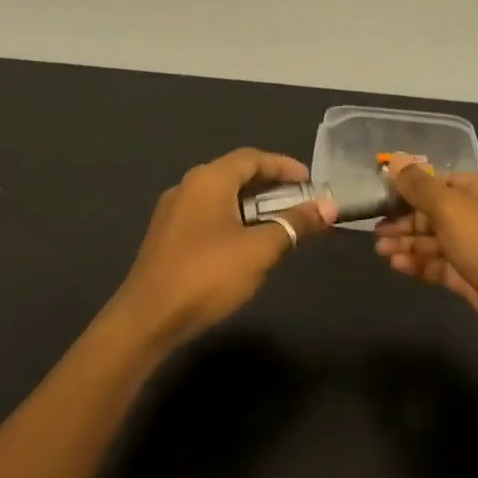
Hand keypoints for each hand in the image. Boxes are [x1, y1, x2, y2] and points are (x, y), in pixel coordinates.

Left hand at [113, 147, 335, 348]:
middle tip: (300, 202)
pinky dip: (234, 220)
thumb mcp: (259, 250)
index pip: (252, 158)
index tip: (310, 181)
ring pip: (221, 197)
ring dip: (253, 205)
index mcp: (208, 180)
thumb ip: (295, 224)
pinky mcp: (167, 237)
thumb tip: (329, 206)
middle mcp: (187, 187)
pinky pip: (208, 216)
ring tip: (280, 223)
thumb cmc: (207, 275)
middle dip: (271, 186)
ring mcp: (173, 213)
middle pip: (235, 174)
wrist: (148, 319)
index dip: (284, 166)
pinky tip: (247, 243)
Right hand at [373, 154, 477, 363]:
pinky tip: (397, 265)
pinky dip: (422, 264)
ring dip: (409, 244)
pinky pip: (444, 266)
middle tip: (375, 229)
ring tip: (380, 250)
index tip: (382, 196)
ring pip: (440, 241)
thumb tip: (396, 159)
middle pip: (440, 212)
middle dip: (407, 220)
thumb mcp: (452, 208)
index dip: (413, 187)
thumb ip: (419, 186)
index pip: (445, 181)